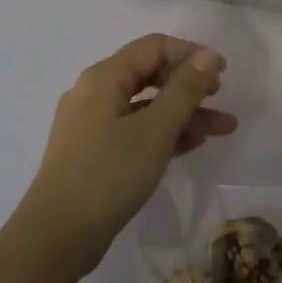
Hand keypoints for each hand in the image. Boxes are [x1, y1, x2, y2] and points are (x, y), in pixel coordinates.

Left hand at [19, 34, 235, 275]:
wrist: (57, 235)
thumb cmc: (109, 174)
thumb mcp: (155, 130)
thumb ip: (185, 90)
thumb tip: (208, 55)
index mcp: (104, 77)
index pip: (153, 47)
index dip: (190, 54)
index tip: (223, 73)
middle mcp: (94, 92)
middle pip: (149, 74)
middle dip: (190, 85)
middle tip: (220, 98)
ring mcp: (92, 124)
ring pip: (145, 106)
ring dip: (183, 113)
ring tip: (223, 129)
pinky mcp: (94, 152)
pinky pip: (135, 130)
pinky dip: (164, 133)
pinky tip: (192, 145)